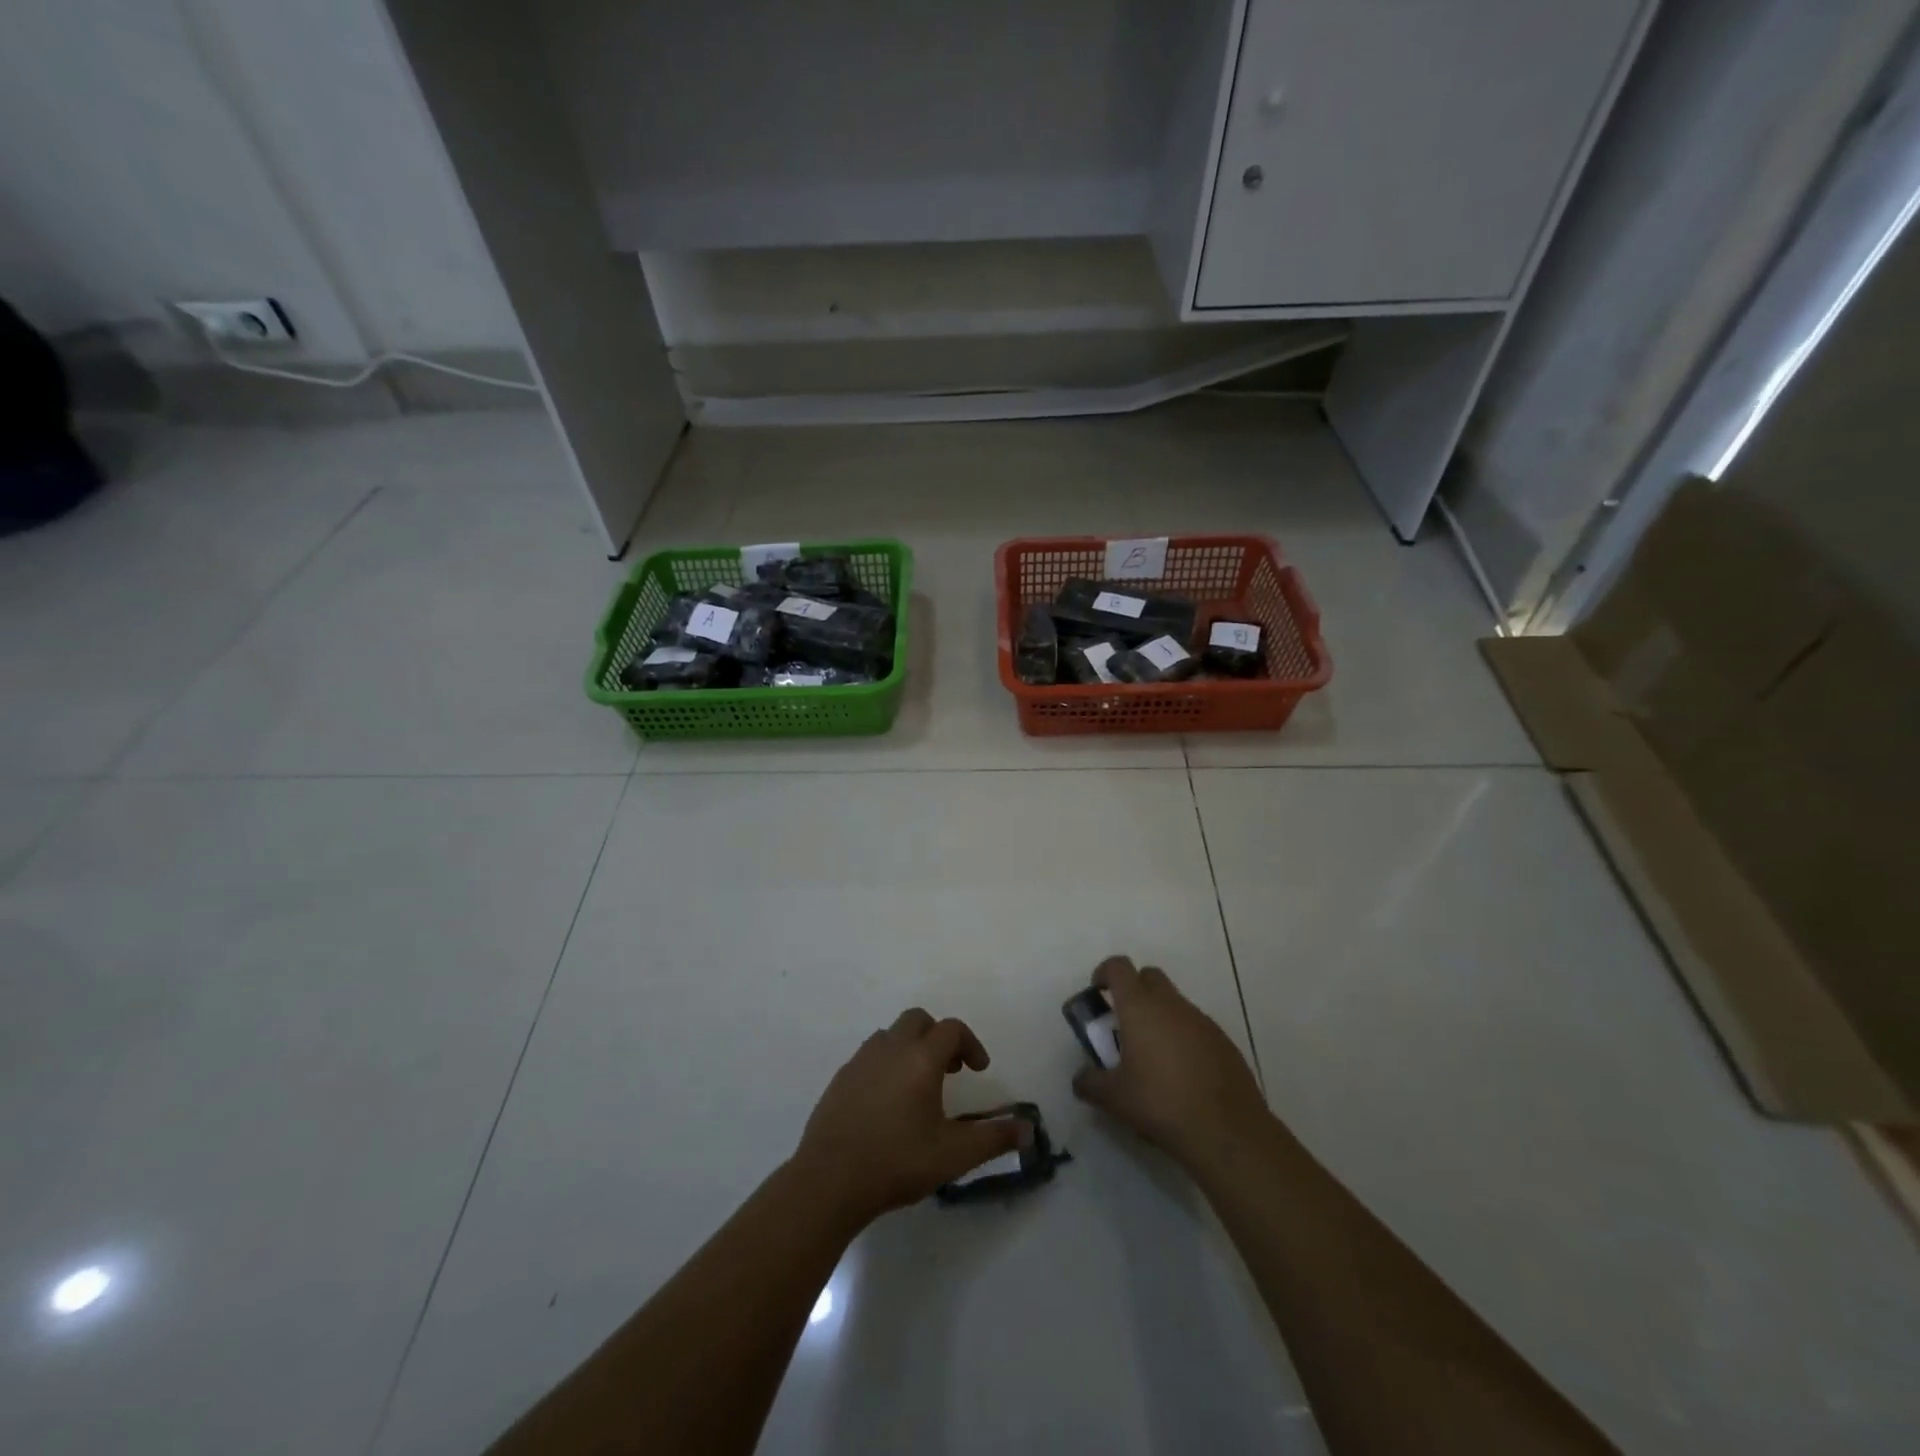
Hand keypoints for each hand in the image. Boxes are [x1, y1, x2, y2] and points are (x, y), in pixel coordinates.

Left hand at [792, 1008, 1024, 1227]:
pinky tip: (886, 1102)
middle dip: (937, 1036)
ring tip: (918, 1085)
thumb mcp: (954, 1155)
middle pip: (918, 1020)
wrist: (830, 1180)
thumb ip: (994, 1139)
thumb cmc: (897, 1162)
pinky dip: (885, 1064)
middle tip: (949, 1069)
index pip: (951, 1029)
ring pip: (890, 1035)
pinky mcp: (840, 1079)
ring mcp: (860, 1061)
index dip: (970, 1044)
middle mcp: (890, 1049)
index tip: (979, 1069)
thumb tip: (1029, 1130)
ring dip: (909, 1048)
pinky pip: (869, 1056)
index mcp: (920, 1059)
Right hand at [1071, 956, 1268, 1175]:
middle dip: (1134, 990)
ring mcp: (1201, 1020)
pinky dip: (1183, 1036)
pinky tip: (1181, 1073)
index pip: (1119, 967)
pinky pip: (1195, 1025)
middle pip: (1149, 976)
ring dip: (1159, 1016)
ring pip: (1174, 1002)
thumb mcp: (1114, 1098)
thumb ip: (1090, 1083)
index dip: (1105, 973)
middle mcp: (1171, 1004)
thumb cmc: (1161, 1104)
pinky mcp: (1223, 1040)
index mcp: (1140, 1007)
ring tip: (1152, 1056)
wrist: (1227, 1131)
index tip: (1098, 994)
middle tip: (1124, 1023)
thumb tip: (1080, 1079)